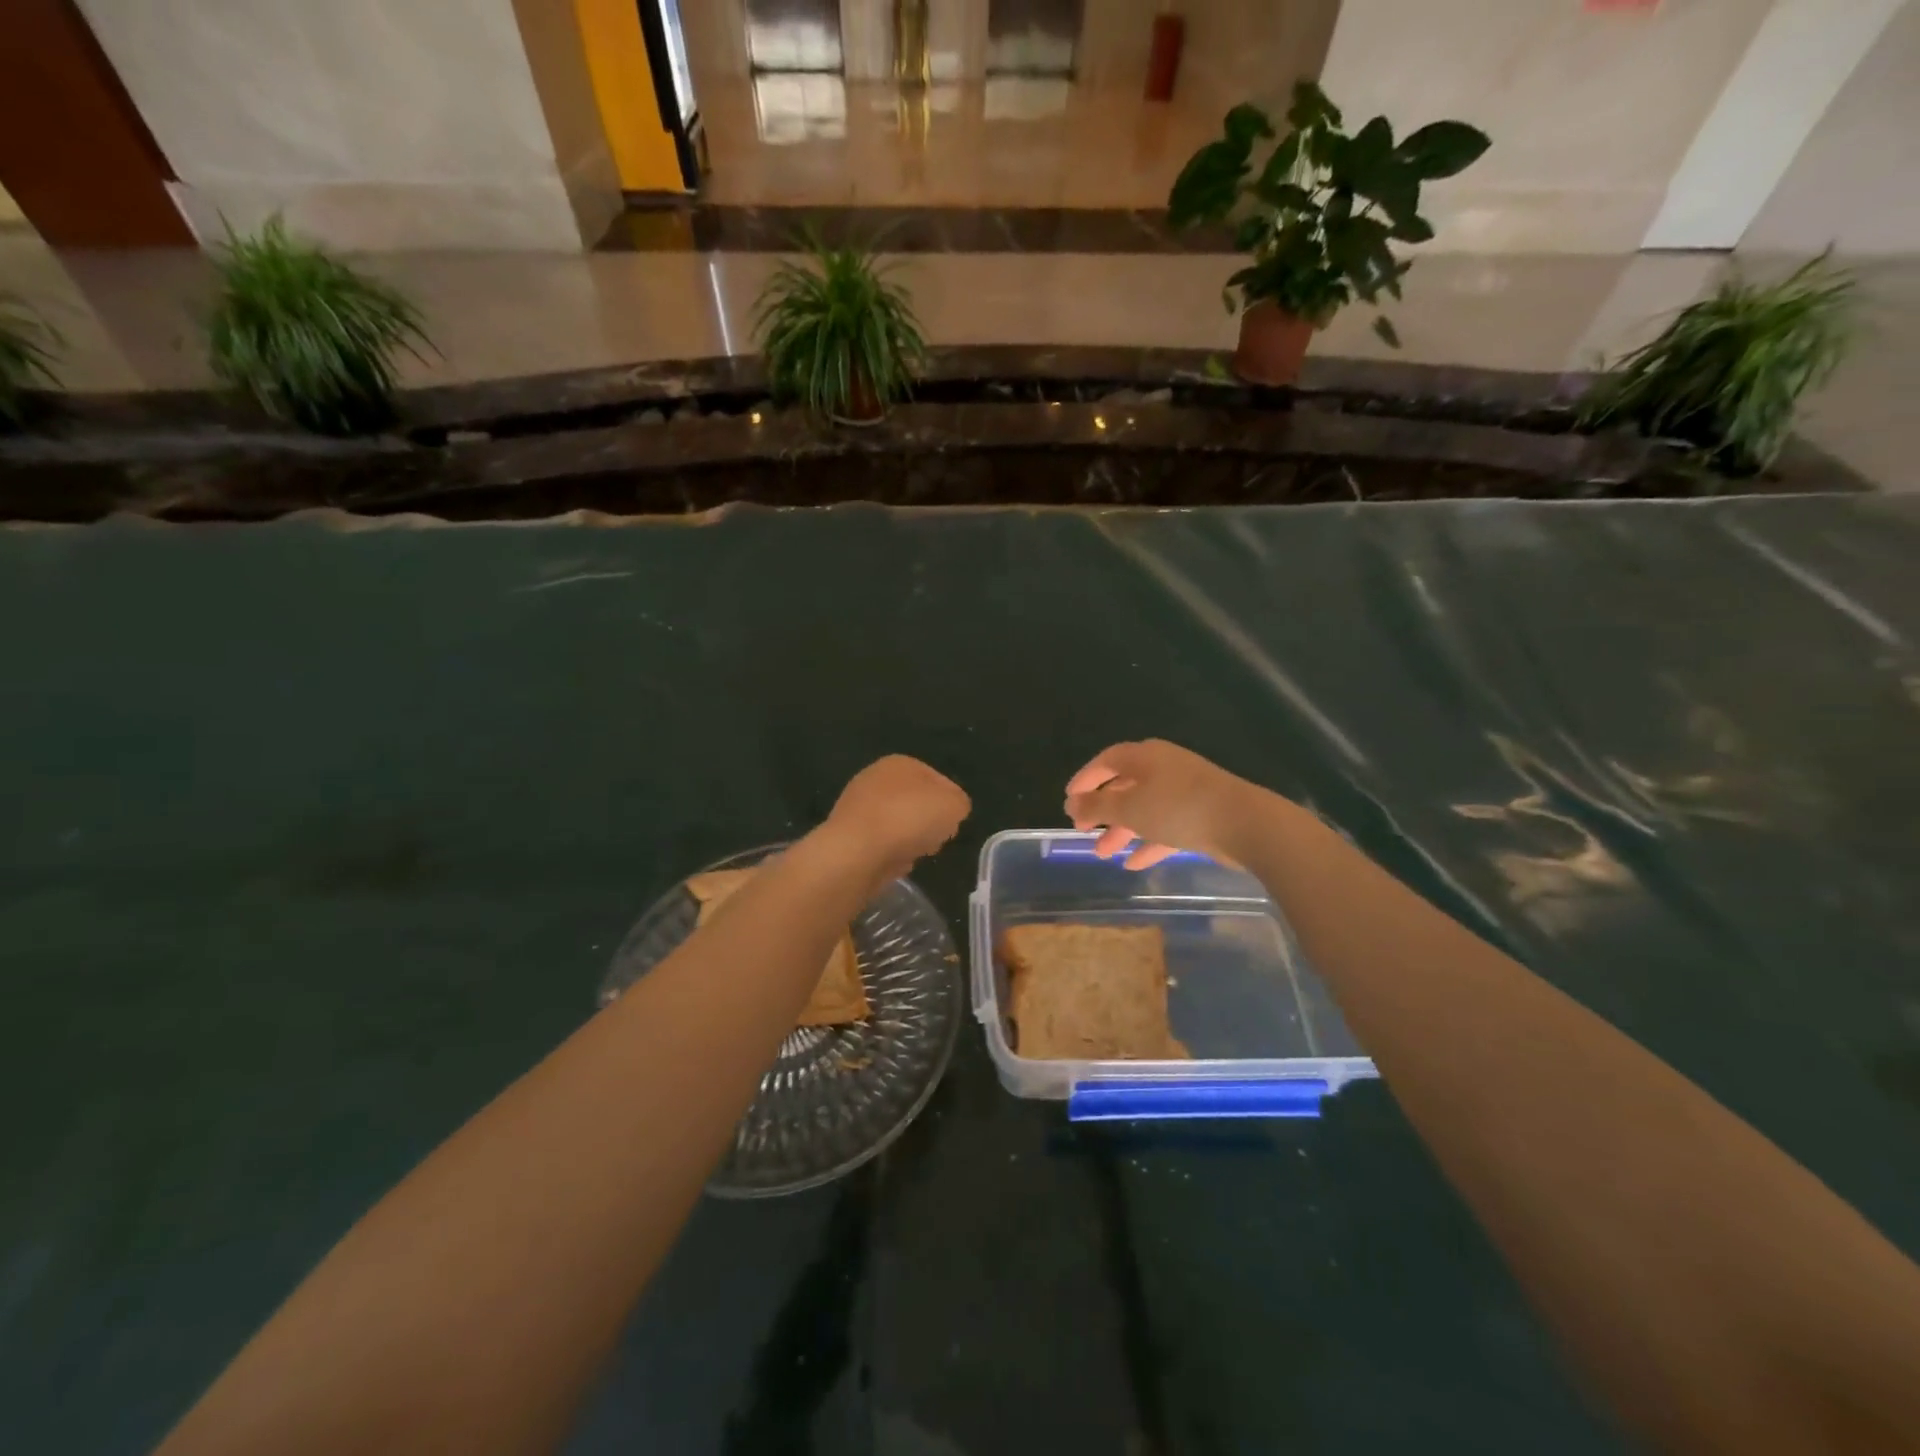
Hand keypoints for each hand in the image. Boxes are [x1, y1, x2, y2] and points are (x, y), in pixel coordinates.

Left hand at [821, 755, 970, 883]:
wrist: (856, 852)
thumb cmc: (909, 818)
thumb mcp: (954, 805)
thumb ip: (959, 804)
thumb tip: (950, 811)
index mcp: (900, 762)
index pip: (938, 780)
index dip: (951, 804)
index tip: (954, 824)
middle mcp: (874, 778)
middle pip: (916, 802)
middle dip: (929, 822)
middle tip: (937, 839)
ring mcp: (857, 807)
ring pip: (898, 824)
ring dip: (910, 840)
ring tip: (915, 853)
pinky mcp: (848, 836)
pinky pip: (880, 845)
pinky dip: (890, 854)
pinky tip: (895, 863)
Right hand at [1064, 739, 1272, 869]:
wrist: (1245, 824)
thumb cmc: (1178, 808)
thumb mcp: (1129, 807)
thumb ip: (1097, 806)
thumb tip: (1071, 803)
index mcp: (1145, 757)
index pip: (1107, 760)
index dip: (1086, 778)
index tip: (1069, 799)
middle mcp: (1164, 769)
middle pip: (1125, 786)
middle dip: (1102, 810)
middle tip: (1082, 831)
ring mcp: (1185, 792)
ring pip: (1145, 809)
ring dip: (1122, 830)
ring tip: (1102, 854)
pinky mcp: (1202, 815)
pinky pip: (1166, 826)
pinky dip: (1149, 842)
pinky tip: (1133, 864)